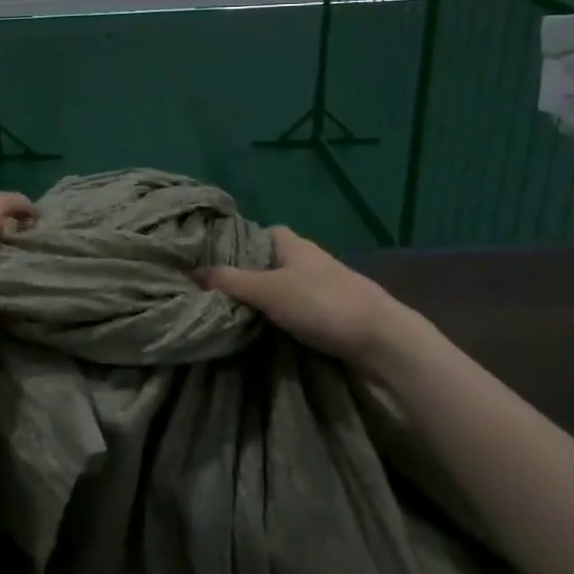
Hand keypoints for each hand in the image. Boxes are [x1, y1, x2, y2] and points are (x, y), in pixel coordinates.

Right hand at [198, 227, 440, 371]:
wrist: (381, 341)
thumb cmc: (321, 303)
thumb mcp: (267, 290)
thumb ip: (230, 281)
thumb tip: (191, 271)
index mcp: (294, 244)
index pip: (262, 233)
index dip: (239, 243)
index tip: (214, 260)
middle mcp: (309, 260)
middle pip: (271, 262)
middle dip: (249, 275)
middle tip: (217, 292)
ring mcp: (325, 288)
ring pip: (286, 287)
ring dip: (267, 300)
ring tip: (234, 315)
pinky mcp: (335, 315)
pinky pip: (300, 310)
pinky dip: (284, 318)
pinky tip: (267, 332)